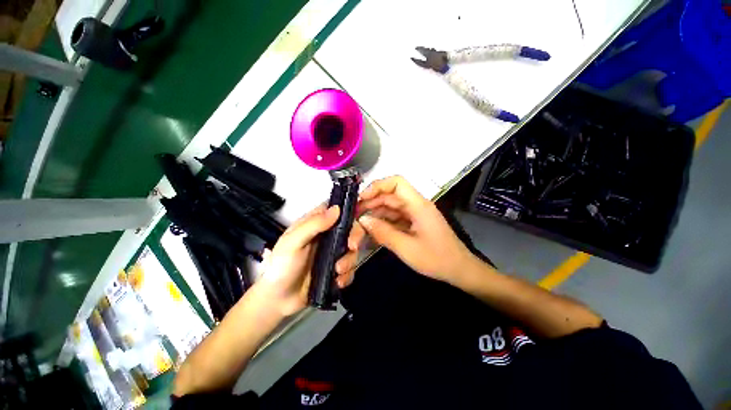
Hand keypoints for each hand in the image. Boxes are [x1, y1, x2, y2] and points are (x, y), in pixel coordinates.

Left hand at [255, 204, 365, 316]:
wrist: (278, 300)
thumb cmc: (280, 267)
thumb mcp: (293, 242)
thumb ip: (313, 224)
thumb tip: (336, 209)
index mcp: (315, 224)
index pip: (336, 209)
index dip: (349, 208)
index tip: (359, 212)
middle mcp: (327, 236)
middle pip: (351, 228)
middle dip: (355, 236)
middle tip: (351, 246)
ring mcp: (333, 253)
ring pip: (353, 249)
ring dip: (349, 260)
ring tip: (337, 271)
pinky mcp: (337, 269)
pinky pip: (351, 268)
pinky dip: (347, 275)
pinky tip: (337, 281)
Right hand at [357, 176, 476, 283]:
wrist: (459, 270)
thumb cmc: (436, 259)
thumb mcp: (406, 248)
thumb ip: (383, 233)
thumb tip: (363, 220)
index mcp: (418, 205)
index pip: (397, 183)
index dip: (377, 186)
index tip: (361, 198)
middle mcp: (416, 205)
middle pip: (391, 195)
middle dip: (371, 201)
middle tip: (354, 213)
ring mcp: (415, 214)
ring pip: (391, 206)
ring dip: (375, 211)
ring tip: (359, 221)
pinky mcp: (413, 222)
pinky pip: (395, 217)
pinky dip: (383, 220)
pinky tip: (372, 228)